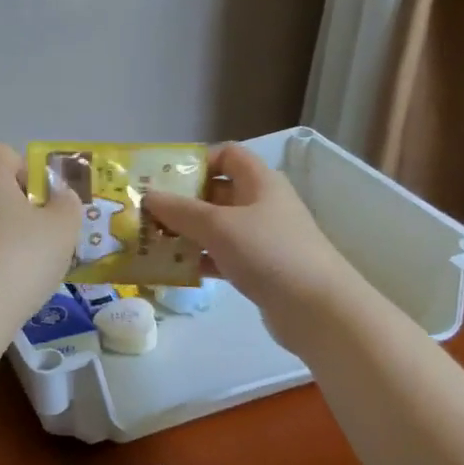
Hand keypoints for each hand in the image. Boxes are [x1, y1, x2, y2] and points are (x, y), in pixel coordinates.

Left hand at [0, 143, 82, 332]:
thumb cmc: (22, 258)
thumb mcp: (63, 227)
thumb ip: (67, 204)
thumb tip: (60, 196)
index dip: (21, 166)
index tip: (39, 195)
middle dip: (15, 202)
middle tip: (41, 230)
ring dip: (2, 231)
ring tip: (27, 260)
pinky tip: (7, 280)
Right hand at [141, 143, 361, 353]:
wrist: (317, 309)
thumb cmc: (268, 252)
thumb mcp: (218, 226)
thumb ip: (180, 210)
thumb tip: (148, 196)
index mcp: (259, 181)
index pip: (227, 155)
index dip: (196, 161)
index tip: (165, 178)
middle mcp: (261, 204)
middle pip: (216, 192)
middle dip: (181, 201)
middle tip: (146, 213)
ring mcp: (261, 238)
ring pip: (216, 227)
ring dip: (186, 233)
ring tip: (150, 243)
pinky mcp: (259, 268)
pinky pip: (221, 256)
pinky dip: (199, 259)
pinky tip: (173, 270)